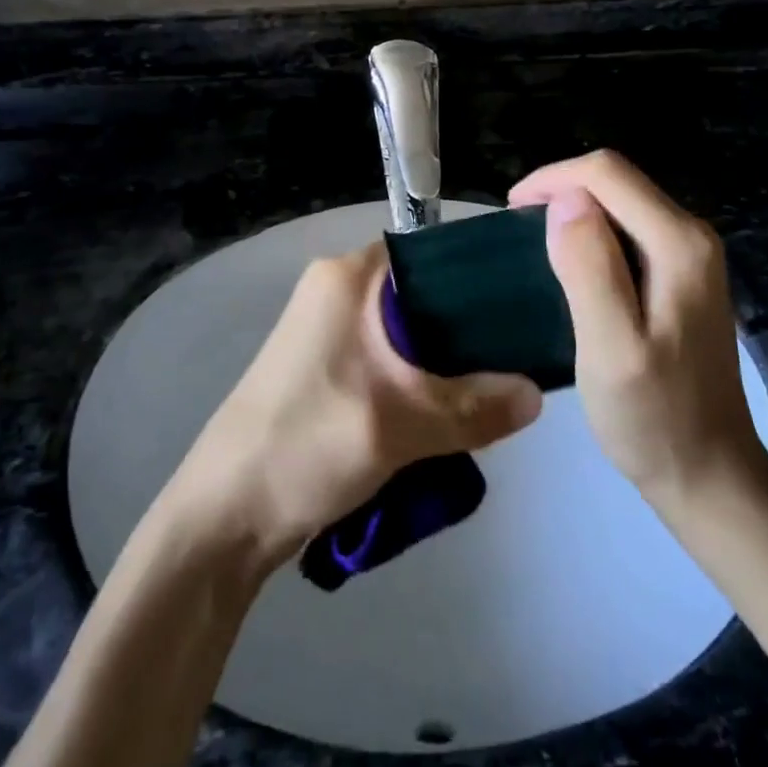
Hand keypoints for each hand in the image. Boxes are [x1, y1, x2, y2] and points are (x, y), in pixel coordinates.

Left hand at [164, 242, 542, 566]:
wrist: (227, 513)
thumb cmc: (309, 443)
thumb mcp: (402, 423)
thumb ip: (475, 407)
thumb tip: (540, 395)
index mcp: (348, 275)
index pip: (430, 253)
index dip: (478, 275)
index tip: (523, 304)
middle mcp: (336, 288)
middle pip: (422, 294)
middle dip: (467, 329)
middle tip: (517, 358)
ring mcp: (328, 328)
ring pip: (407, 331)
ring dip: (443, 361)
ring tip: (492, 388)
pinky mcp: (327, 365)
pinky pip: (388, 357)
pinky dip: (418, 379)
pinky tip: (451, 409)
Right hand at [510, 150, 767, 505]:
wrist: (708, 473)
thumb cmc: (653, 417)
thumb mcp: (611, 348)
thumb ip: (590, 268)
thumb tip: (565, 199)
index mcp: (678, 244)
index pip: (607, 173)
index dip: (553, 178)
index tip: (512, 211)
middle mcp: (692, 235)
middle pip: (617, 182)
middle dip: (562, 189)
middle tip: (519, 229)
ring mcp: (691, 255)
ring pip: (621, 203)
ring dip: (575, 211)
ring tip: (535, 243)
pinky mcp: (682, 274)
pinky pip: (628, 229)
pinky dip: (591, 233)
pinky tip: (570, 265)